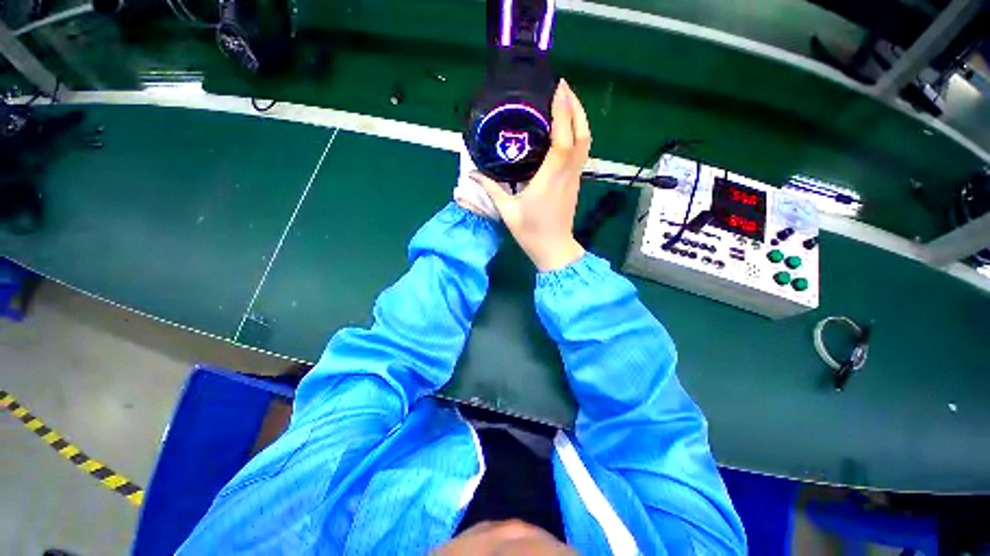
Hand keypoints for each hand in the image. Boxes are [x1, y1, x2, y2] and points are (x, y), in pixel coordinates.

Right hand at [471, 80, 590, 271]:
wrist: (554, 249)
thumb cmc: (531, 232)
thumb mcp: (507, 211)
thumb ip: (491, 189)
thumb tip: (472, 174)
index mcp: (551, 177)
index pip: (563, 138)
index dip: (564, 112)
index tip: (558, 88)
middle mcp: (567, 173)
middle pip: (582, 134)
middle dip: (576, 107)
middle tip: (563, 88)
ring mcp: (575, 178)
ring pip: (586, 143)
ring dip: (579, 119)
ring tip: (566, 102)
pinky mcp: (575, 183)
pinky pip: (582, 152)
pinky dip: (578, 134)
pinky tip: (567, 129)